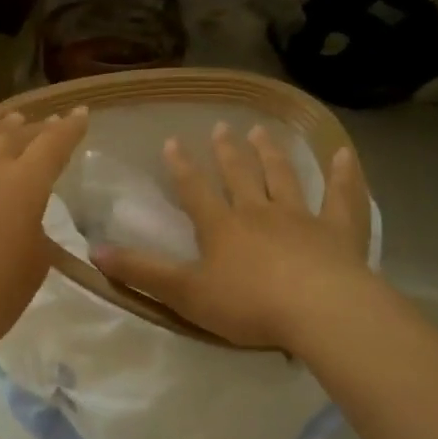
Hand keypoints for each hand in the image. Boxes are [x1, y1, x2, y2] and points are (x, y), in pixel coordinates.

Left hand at [0, 106, 88, 374]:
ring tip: (10, 118)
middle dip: (35, 128)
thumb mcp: (32, 269)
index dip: (69, 129)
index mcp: (22, 186)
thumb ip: (35, 234)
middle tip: (47, 124)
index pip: (53, 146)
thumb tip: (25, 221)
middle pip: (14, 137)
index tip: (80, 114)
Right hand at [92, 123, 374, 350]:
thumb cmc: (248, 305)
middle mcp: (259, 212)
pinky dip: (343, 176)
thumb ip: (142, 272)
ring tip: (262, 131)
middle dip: (228, 152)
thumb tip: (94, 250)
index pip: (195, 190)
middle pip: (240, 176)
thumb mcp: (185, 294)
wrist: (318, 311)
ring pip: (283, 178)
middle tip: (221, 127)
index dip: (181, 167)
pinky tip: (343, 155)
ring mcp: (301, 218)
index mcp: (222, 227)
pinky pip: (341, 198)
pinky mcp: (337, 231)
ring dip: (271, 154)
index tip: (171, 142)